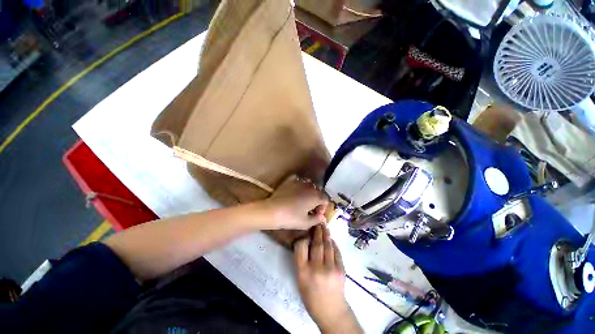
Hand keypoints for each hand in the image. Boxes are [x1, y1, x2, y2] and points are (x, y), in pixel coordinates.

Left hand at [262, 176, 328, 229]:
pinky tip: (295, 190)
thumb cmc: (291, 218)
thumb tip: (323, 217)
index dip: (323, 208)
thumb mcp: (306, 223)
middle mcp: (309, 187)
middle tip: (310, 208)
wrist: (272, 211)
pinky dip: (299, 184)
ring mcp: (299, 182)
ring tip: (302, 199)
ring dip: (309, 192)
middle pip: (318, 191)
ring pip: (309, 184)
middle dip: (317, 200)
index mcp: (316, 196)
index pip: (325, 199)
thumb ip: (317, 219)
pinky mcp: (289, 180)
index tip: (316, 214)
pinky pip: (298, 179)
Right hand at [294, 225, 361, 333]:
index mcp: (303, 272)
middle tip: (317, 222)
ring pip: (327, 245)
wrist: (331, 311)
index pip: (301, 248)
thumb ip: (302, 261)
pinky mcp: (341, 269)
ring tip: (324, 226)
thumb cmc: (311, 296)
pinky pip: (336, 251)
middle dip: (317, 231)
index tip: (305, 230)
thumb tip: (307, 242)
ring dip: (326, 234)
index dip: (303, 237)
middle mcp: (316, 268)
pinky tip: (331, 238)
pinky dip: (333, 243)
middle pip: (316, 244)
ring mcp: (330, 268)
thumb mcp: (301, 280)